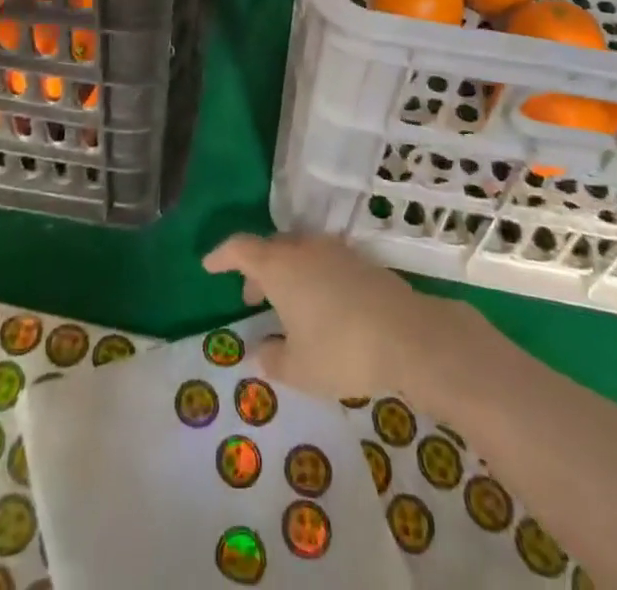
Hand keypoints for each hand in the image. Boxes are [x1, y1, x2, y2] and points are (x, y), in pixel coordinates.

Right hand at [202, 233, 461, 400]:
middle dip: (256, 270)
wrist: (408, 335)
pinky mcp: (360, 260)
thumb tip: (261, 350)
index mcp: (279, 266)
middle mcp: (303, 248)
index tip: (208, 266)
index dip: (221, 255)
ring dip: (285, 273)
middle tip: (250, 297)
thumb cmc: (342, 350)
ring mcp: (334, 250)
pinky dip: (310, 276)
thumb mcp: (299, 368)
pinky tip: (320, 306)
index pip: (240, 248)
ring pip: (298, 253)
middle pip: (270, 248)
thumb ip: (273, 358)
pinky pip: (322, 260)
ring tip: (286, 306)